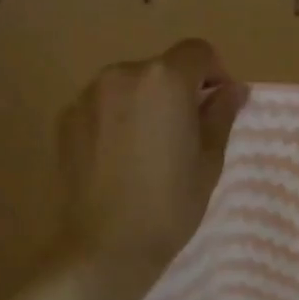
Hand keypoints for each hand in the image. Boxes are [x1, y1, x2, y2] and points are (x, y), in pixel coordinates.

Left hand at [58, 39, 246, 299]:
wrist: (104, 247)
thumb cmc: (169, 204)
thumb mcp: (208, 160)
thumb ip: (221, 114)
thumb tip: (232, 89)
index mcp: (164, 79)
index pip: (198, 52)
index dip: (214, 73)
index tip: (217, 105)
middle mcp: (123, 74)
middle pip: (161, 68)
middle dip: (178, 90)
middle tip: (185, 133)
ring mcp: (89, 95)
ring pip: (130, 85)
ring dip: (145, 103)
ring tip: (149, 147)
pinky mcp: (66, 118)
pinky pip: (103, 106)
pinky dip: (116, 118)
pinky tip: (119, 157)